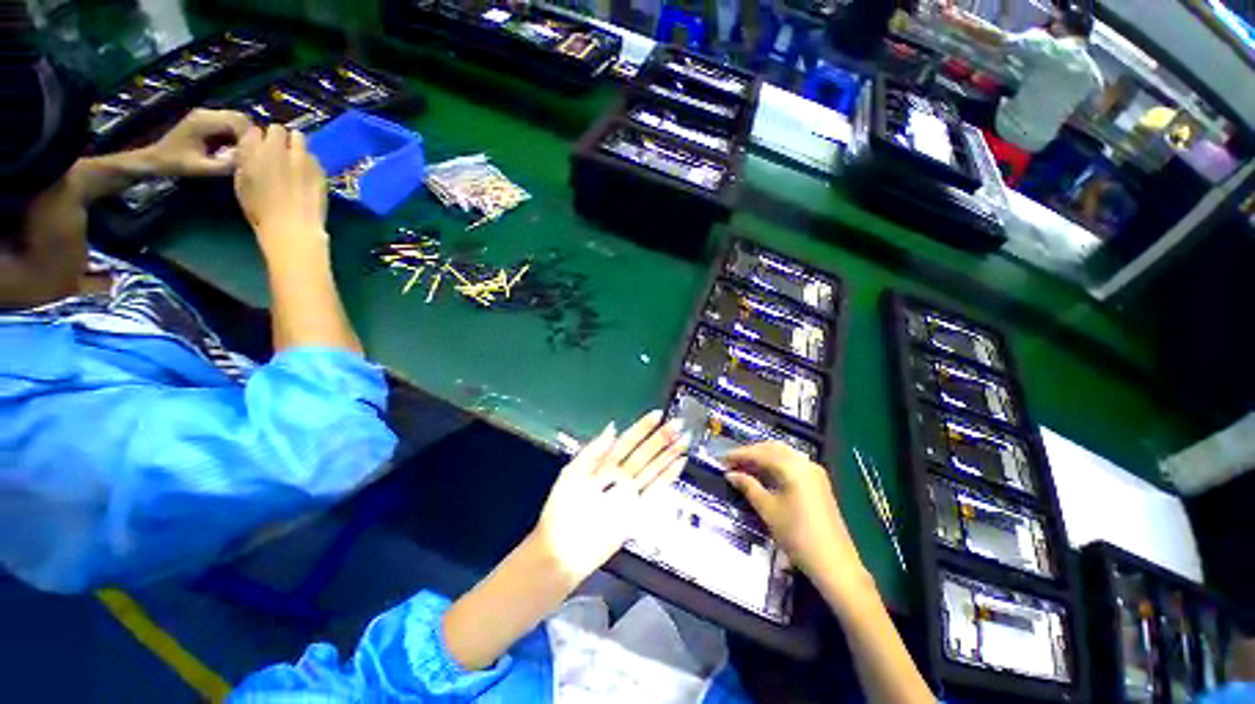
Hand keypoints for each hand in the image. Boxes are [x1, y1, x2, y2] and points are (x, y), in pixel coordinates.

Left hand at [146, 109, 252, 176]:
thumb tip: (248, 161)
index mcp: (204, 121)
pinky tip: (234, 149)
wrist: (155, 158)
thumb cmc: (176, 163)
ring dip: (245, 136)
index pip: (239, 122)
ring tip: (243, 153)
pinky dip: (237, 135)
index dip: (250, 138)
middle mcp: (208, 113)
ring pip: (238, 120)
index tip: (253, 155)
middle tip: (252, 154)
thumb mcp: (200, 168)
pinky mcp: (208, 120)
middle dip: (250, 136)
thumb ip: (224, 165)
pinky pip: (231, 124)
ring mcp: (207, 115)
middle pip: (241, 118)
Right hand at [233, 124, 327, 253]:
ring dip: (295, 145)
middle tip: (280, 151)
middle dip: (278, 137)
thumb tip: (252, 151)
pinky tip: (308, 174)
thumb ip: (246, 161)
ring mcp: (300, 157)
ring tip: (295, 159)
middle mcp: (276, 149)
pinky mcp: (319, 168)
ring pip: (299, 137)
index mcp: (252, 151)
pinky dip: (309, 161)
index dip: (258, 139)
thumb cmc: (261, 211)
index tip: (260, 147)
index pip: (254, 130)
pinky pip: (313, 156)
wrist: (292, 226)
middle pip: (278, 129)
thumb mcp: (242, 183)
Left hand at [531, 411, 688, 587]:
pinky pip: (655, 491)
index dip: (642, 428)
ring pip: (653, 469)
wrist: (563, 550)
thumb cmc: (562, 509)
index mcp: (603, 464)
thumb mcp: (572, 473)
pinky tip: (678, 464)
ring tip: (683, 440)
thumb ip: (593, 450)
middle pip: (644, 453)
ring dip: (668, 455)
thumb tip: (613, 427)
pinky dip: (668, 478)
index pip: (627, 440)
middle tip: (678, 424)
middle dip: (661, 438)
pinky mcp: (637, 510)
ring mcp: (630, 492)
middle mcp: (619, 475)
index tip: (656, 415)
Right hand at [725, 442, 867, 595]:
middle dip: (751, 452)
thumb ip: (748, 487)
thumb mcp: (768, 510)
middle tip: (732, 462)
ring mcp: (814, 472)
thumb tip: (730, 474)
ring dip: (763, 457)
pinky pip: (792, 464)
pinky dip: (775, 465)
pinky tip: (764, 474)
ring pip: (783, 454)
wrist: (834, 563)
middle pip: (772, 448)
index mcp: (792, 467)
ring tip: (744, 467)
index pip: (760, 453)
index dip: (739, 455)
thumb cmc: (797, 535)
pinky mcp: (818, 482)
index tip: (722, 459)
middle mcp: (804, 463)